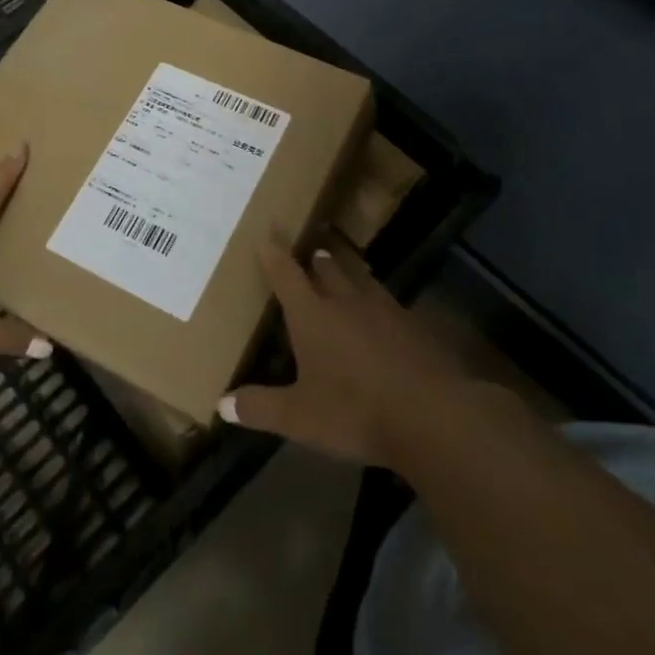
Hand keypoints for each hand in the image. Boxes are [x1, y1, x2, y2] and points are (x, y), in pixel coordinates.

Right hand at [220, 243, 488, 471]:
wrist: (431, 415)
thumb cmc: (354, 411)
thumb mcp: (299, 417)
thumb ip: (260, 408)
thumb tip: (222, 404)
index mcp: (311, 315)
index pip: (286, 275)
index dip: (274, 256)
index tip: (266, 237)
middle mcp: (345, 301)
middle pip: (327, 270)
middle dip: (315, 261)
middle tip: (310, 254)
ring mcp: (383, 310)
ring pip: (360, 280)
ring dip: (348, 273)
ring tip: (343, 271)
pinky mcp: (413, 326)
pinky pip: (388, 303)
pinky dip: (377, 302)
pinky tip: (381, 315)